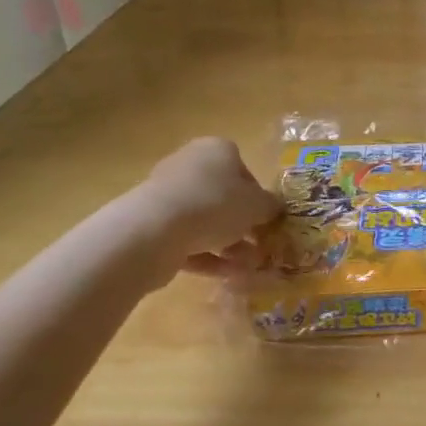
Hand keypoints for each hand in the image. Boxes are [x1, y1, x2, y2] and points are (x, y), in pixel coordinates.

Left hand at [138, 138, 280, 271]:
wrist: (155, 230)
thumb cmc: (216, 204)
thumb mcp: (258, 205)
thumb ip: (271, 206)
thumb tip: (274, 209)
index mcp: (216, 150)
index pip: (243, 169)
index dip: (258, 195)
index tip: (266, 218)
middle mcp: (189, 166)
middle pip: (222, 195)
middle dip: (242, 223)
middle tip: (259, 245)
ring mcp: (167, 195)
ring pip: (205, 220)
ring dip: (228, 243)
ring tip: (247, 267)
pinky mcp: (152, 225)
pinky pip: (187, 239)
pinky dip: (208, 256)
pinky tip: (227, 274)